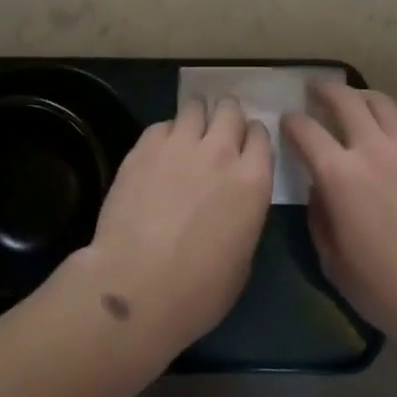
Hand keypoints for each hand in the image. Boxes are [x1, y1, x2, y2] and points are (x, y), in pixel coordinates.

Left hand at [70, 97, 272, 359]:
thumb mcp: (243, 257)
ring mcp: (180, 144)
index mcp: (252, 180)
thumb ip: (244, 211)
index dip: (251, 138)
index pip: (260, 133)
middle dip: (225, 117)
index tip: (244, 148)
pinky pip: (162, 125)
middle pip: (230, 108)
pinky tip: (157, 156)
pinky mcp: (145, 146)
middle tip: (216, 135)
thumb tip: (233, 197)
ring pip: (195, 105)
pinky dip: (165, 135)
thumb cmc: (198, 291)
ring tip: (187, 137)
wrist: (136, 288)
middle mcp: (220, 151)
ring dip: (195, 118)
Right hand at [284, 87, 396, 350]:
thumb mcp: (332, 262)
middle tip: (315, 90)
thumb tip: (319, 190)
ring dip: (363, 95)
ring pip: (382, 102)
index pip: (305, 130)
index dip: (291, 122)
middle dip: (324, 90)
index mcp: (339, 176)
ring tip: (355, 100)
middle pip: (344, 100)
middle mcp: (373, 150)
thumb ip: (319, 218)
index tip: (287, 121)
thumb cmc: (386, 290)